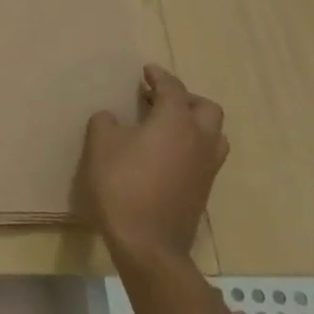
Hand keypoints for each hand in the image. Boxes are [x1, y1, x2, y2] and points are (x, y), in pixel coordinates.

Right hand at [77, 64, 228, 269]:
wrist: (148, 243)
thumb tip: (113, 118)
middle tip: (160, 99)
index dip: (159, 76)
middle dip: (185, 98)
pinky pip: (205, 156)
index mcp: (176, 121)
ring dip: (195, 123)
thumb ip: (105, 122)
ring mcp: (207, 167)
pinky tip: (167, 154)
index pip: (173, 88)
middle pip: (206, 108)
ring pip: (213, 134)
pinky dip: (191, 146)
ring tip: (168, 126)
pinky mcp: (204, 190)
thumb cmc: (122, 185)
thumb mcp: (100, 145)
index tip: (147, 70)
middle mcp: (199, 139)